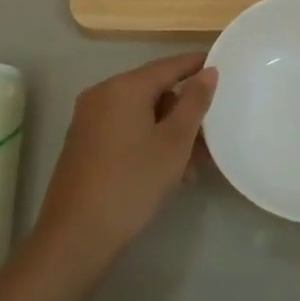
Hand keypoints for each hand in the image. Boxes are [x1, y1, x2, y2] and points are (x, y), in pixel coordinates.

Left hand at [33, 52, 216, 272]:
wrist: (76, 235)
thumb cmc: (132, 183)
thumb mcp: (174, 143)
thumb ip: (194, 102)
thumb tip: (208, 71)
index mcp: (123, 87)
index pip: (168, 65)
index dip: (196, 65)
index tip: (223, 67)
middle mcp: (102, 95)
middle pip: (154, 90)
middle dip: (184, 111)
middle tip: (211, 136)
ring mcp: (89, 119)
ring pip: (141, 114)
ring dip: (169, 132)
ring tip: (193, 166)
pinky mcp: (84, 142)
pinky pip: (125, 129)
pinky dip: (148, 141)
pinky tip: (167, 171)